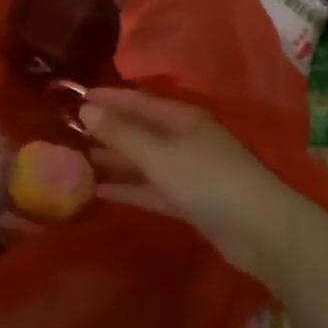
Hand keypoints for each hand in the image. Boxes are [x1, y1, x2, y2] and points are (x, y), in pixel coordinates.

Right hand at [80, 88, 327, 285]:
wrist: (260, 230)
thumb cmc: (208, 180)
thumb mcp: (159, 153)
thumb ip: (121, 133)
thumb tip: (86, 109)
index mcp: (181, 117)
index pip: (136, 101)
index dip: (107, 98)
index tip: (74, 97)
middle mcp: (183, 139)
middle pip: (139, 129)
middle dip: (106, 129)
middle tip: (67, 132)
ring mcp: (187, 171)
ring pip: (142, 160)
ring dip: (113, 160)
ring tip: (76, 161)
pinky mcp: (188, 201)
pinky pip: (150, 188)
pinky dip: (127, 188)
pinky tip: (99, 191)